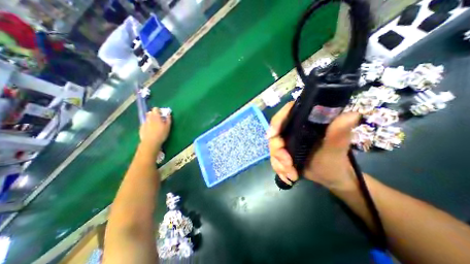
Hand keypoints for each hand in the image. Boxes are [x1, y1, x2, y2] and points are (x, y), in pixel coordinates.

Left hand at [139, 107, 171, 152]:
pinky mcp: (141, 128)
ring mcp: (144, 123)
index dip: (159, 110)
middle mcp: (149, 118)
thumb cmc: (161, 134)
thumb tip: (168, 113)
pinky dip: (148, 124)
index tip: (162, 114)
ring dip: (151, 119)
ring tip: (155, 125)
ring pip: (147, 118)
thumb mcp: (168, 126)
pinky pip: (145, 124)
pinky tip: (151, 130)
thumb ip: (168, 119)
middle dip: (154, 114)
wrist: (150, 142)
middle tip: (159, 119)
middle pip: (150, 112)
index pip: (155, 109)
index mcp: (155, 116)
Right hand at [267, 101, 360, 189]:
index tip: (272, 135)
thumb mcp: (336, 149)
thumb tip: (352, 114)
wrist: (331, 178)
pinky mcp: (284, 151)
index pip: (287, 112)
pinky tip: (287, 176)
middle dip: (278, 151)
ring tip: (291, 175)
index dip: (277, 121)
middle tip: (288, 164)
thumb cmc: (335, 162)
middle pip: (275, 133)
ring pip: (272, 148)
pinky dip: (278, 168)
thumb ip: (339, 134)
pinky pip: (273, 158)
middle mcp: (294, 129)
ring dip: (279, 163)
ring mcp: (287, 141)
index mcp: (305, 122)